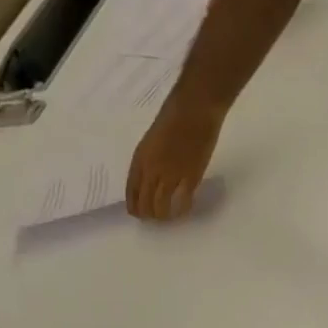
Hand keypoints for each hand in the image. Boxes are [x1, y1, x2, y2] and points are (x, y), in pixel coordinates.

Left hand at [126, 92, 225, 220]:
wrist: (195, 107)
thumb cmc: (175, 114)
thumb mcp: (153, 137)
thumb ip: (151, 157)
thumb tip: (153, 176)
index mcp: (141, 157)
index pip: (131, 189)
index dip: (133, 205)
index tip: (135, 213)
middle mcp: (152, 169)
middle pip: (145, 202)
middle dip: (147, 215)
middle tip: (153, 220)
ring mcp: (171, 175)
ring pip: (162, 206)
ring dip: (163, 216)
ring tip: (167, 218)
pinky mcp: (190, 178)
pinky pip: (183, 201)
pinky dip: (182, 209)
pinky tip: (184, 210)